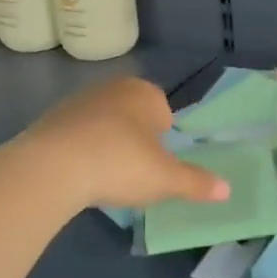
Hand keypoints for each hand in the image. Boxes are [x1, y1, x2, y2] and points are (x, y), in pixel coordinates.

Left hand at [18, 77, 228, 211]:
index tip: (155, 164)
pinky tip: (78, 176)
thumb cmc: (120, 164)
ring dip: (106, 145)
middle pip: (132, 116)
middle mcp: (112, 88)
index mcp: (145, 93)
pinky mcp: (49, 120)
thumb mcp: (165, 179)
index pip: (163, 113)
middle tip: (132, 173)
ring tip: (103, 178)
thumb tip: (227, 189)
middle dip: (134, 140)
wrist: (51, 167)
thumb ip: (196, 182)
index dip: (162, 139)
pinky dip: (79, 152)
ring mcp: (78, 102)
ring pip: (103, 124)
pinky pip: (75, 136)